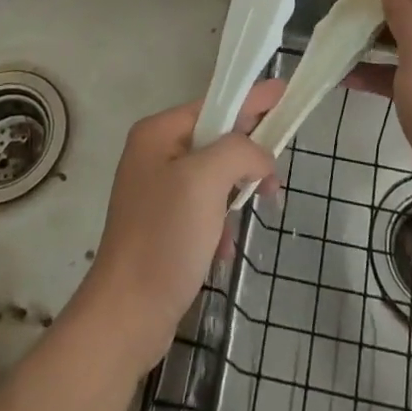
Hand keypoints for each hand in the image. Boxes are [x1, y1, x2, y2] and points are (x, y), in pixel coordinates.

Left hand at [70, 78, 283, 374]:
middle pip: (217, 139)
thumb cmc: (165, 238)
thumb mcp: (206, 180)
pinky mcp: (163, 226)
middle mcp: (155, 154)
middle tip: (276, 174)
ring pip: (215, 175)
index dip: (252, 100)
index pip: (215, 104)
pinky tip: (224, 248)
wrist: (126, 318)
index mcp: (158, 133)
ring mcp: (157, 191)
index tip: (284, 92)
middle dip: (248, 156)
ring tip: (254, 214)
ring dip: (236, 194)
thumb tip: (261, 157)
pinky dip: (221, 223)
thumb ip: (240, 151)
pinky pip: (205, 207)